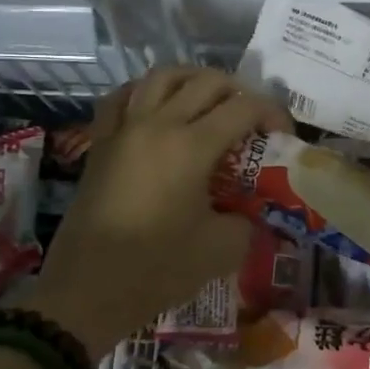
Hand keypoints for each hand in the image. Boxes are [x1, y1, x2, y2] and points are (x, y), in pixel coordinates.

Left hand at [13, 68, 291, 359]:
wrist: (86, 291)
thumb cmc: (157, 269)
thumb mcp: (221, 250)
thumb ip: (246, 221)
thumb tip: (249, 213)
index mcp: (191, 146)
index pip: (243, 108)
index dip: (272, 112)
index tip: (283, 134)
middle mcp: (157, 124)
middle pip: (206, 81)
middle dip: (238, 92)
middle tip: (250, 119)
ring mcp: (124, 129)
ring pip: (162, 77)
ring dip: (192, 80)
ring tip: (207, 101)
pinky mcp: (100, 143)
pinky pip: (122, 97)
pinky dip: (146, 92)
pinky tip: (157, 108)